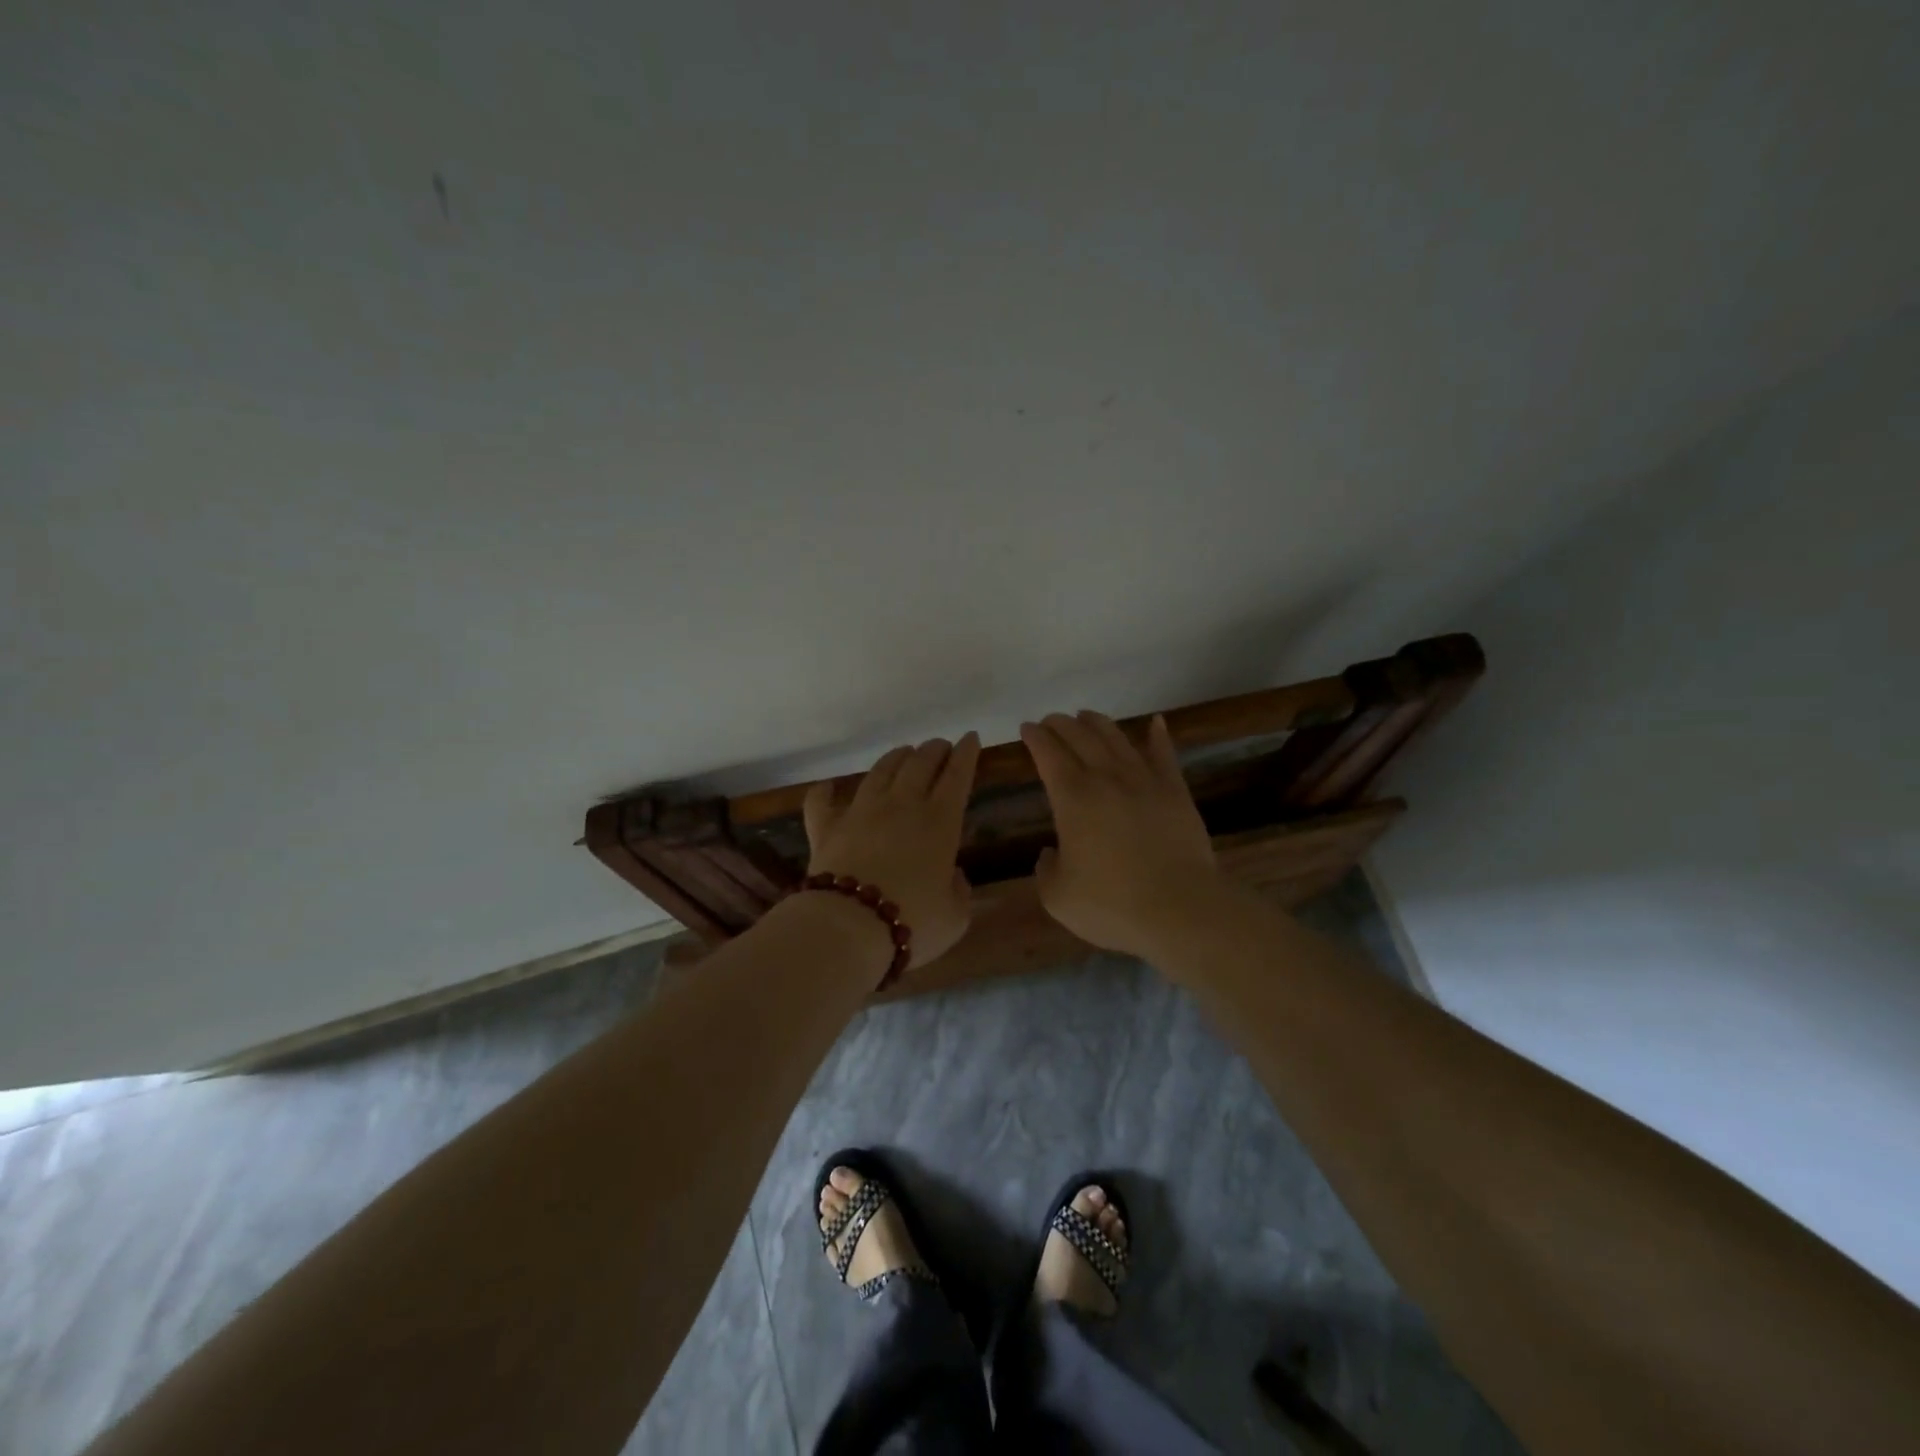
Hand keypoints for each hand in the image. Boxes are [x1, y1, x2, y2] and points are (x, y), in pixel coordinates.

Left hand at [802, 734, 980, 969]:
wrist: (849, 926)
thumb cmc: (912, 921)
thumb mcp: (954, 916)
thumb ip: (959, 892)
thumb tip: (953, 877)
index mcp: (940, 821)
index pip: (957, 776)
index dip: (966, 754)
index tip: (970, 738)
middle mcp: (902, 805)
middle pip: (920, 764)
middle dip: (934, 750)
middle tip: (940, 746)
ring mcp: (861, 811)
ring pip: (880, 771)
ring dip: (895, 758)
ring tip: (903, 752)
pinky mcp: (827, 826)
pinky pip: (822, 801)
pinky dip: (826, 792)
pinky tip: (828, 788)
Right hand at [1021, 711, 1223, 960]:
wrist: (1180, 909)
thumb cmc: (1112, 905)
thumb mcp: (1058, 897)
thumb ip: (1046, 870)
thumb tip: (1050, 854)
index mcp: (1072, 798)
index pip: (1048, 754)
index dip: (1035, 737)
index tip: (1027, 728)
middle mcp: (1106, 778)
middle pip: (1080, 737)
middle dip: (1061, 724)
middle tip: (1050, 721)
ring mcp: (1145, 781)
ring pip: (1117, 738)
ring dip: (1098, 723)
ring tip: (1086, 716)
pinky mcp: (1175, 792)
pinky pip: (1164, 755)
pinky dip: (1158, 735)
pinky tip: (1155, 723)